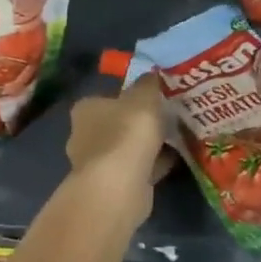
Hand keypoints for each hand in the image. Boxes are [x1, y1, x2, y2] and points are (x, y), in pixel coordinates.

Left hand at [65, 75, 167, 217]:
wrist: (119, 186)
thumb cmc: (126, 133)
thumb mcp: (144, 97)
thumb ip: (148, 84)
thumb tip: (152, 75)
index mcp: (86, 109)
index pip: (106, 98)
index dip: (129, 97)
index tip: (153, 98)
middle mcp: (84, 135)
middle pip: (116, 124)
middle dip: (139, 123)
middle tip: (168, 117)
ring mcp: (97, 164)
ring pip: (127, 148)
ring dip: (147, 145)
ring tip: (176, 137)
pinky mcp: (112, 186)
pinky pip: (138, 168)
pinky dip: (153, 164)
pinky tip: (175, 159)